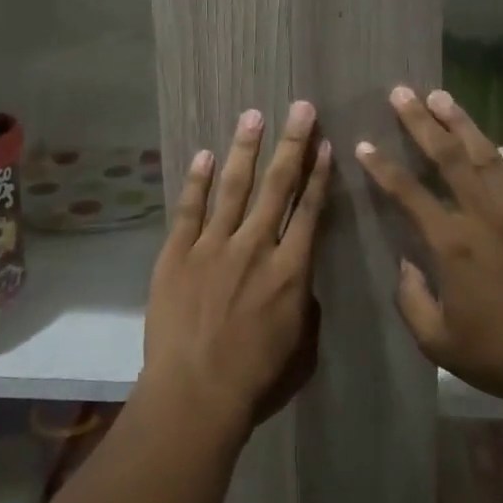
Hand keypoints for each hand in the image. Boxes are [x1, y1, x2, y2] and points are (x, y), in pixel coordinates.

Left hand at [142, 101, 332, 440]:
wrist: (195, 393)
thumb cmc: (254, 381)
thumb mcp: (301, 350)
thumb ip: (305, 308)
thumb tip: (300, 281)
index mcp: (292, 271)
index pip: (310, 211)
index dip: (319, 175)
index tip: (325, 144)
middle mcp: (256, 247)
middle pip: (277, 186)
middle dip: (292, 143)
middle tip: (300, 108)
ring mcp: (214, 246)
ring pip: (234, 186)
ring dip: (246, 148)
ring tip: (254, 115)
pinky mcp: (178, 252)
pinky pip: (189, 208)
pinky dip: (198, 179)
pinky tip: (205, 153)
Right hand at [355, 86, 502, 421]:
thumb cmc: (502, 356)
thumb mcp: (439, 343)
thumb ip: (412, 300)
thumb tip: (405, 264)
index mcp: (453, 246)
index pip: (409, 194)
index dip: (383, 167)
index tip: (364, 144)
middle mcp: (485, 219)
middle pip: (450, 158)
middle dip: (422, 123)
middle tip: (403, 92)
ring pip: (487, 158)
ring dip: (463, 125)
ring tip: (442, 97)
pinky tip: (495, 145)